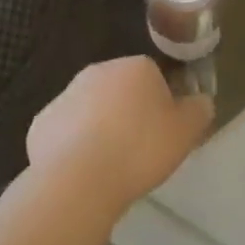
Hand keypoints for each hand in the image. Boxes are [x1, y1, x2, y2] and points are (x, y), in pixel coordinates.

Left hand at [26, 57, 213, 217]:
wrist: (78, 177)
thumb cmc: (138, 150)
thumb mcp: (184, 133)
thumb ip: (198, 111)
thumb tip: (202, 100)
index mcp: (135, 67)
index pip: (154, 78)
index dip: (161, 107)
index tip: (162, 136)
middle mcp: (99, 70)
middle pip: (121, 90)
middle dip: (128, 114)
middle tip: (137, 152)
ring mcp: (67, 93)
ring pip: (92, 109)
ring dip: (100, 129)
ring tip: (109, 167)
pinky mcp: (43, 121)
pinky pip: (66, 132)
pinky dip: (73, 147)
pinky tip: (81, 173)